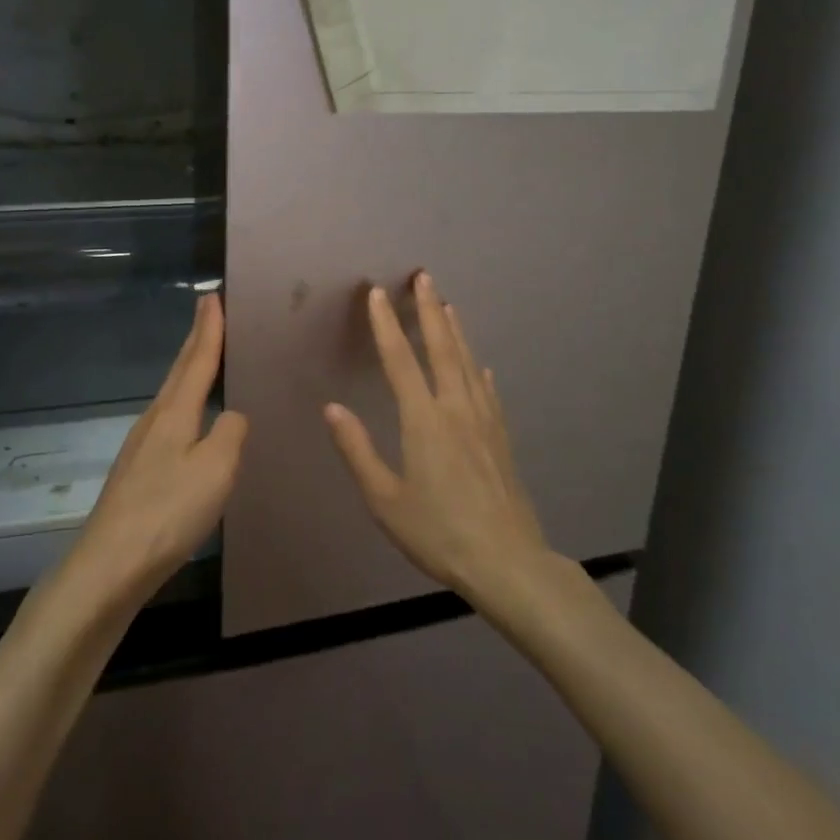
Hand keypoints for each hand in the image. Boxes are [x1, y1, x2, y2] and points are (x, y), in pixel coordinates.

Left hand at [67, 294, 248, 603]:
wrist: (111, 564)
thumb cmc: (168, 511)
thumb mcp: (216, 469)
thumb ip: (230, 433)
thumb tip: (231, 417)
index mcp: (174, 413)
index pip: (198, 361)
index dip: (209, 329)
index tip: (212, 297)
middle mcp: (154, 421)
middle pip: (179, 372)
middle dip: (195, 340)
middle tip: (207, 311)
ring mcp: (141, 447)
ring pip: (171, 396)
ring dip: (188, 371)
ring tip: (202, 357)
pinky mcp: (138, 472)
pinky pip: (168, 422)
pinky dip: (184, 404)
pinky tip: (190, 421)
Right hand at [324, 273, 548, 600]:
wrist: (508, 562)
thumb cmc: (438, 532)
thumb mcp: (385, 499)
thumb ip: (357, 450)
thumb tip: (332, 409)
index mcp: (424, 421)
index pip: (400, 361)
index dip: (386, 325)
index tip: (377, 294)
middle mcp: (456, 409)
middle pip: (442, 349)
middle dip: (430, 310)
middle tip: (424, 277)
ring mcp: (485, 421)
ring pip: (468, 363)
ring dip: (456, 331)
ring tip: (448, 305)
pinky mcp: (502, 438)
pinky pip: (488, 392)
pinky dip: (479, 371)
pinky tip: (480, 366)